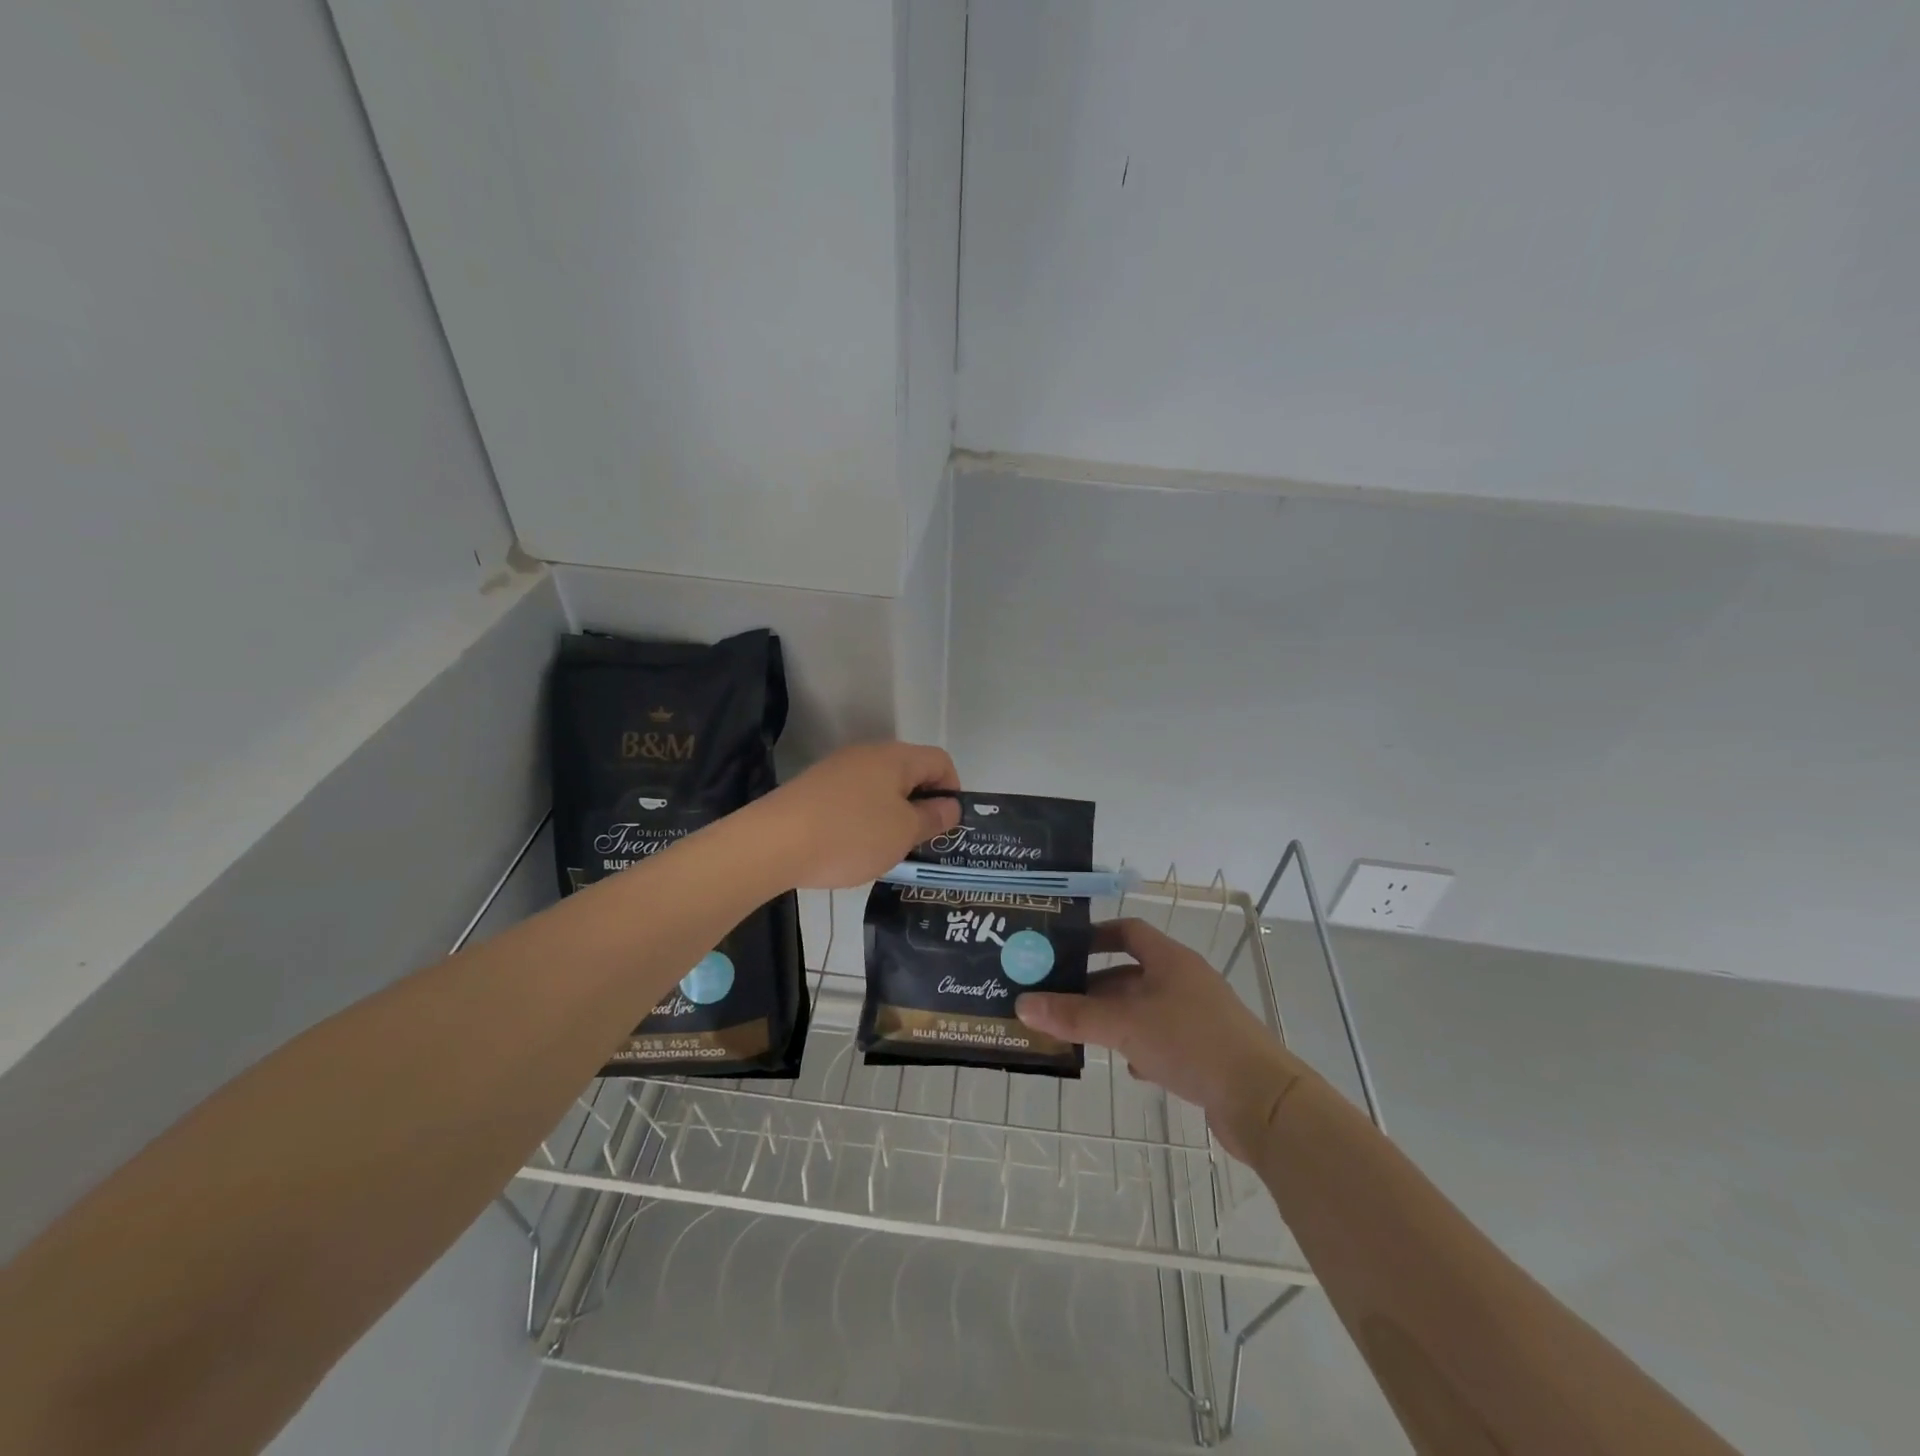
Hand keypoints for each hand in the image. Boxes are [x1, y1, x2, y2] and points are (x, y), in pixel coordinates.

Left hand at [748, 741, 960, 889]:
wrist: (772, 843)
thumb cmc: (851, 835)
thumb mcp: (903, 832)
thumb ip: (932, 818)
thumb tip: (950, 806)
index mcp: (895, 757)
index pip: (940, 761)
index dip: (952, 791)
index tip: (946, 826)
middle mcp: (867, 754)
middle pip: (910, 772)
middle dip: (921, 805)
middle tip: (920, 842)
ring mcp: (837, 769)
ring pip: (881, 788)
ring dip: (892, 815)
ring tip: (886, 850)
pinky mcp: (814, 789)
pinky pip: (853, 799)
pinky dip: (863, 820)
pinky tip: (853, 848)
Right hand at [1015, 918, 1305, 1161]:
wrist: (1263, 1101)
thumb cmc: (1191, 1043)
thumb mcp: (1125, 1025)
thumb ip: (1074, 1015)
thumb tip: (1023, 1004)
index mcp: (1170, 960)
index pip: (1129, 931)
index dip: (1096, 935)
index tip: (1064, 949)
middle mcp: (1185, 981)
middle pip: (1132, 973)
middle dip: (1096, 986)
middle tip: (1058, 1000)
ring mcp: (1199, 1016)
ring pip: (1146, 1009)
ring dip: (1116, 1019)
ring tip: (1081, 1034)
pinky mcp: (1207, 1051)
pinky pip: (1164, 1039)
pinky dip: (1141, 1047)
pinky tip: (1129, 1068)